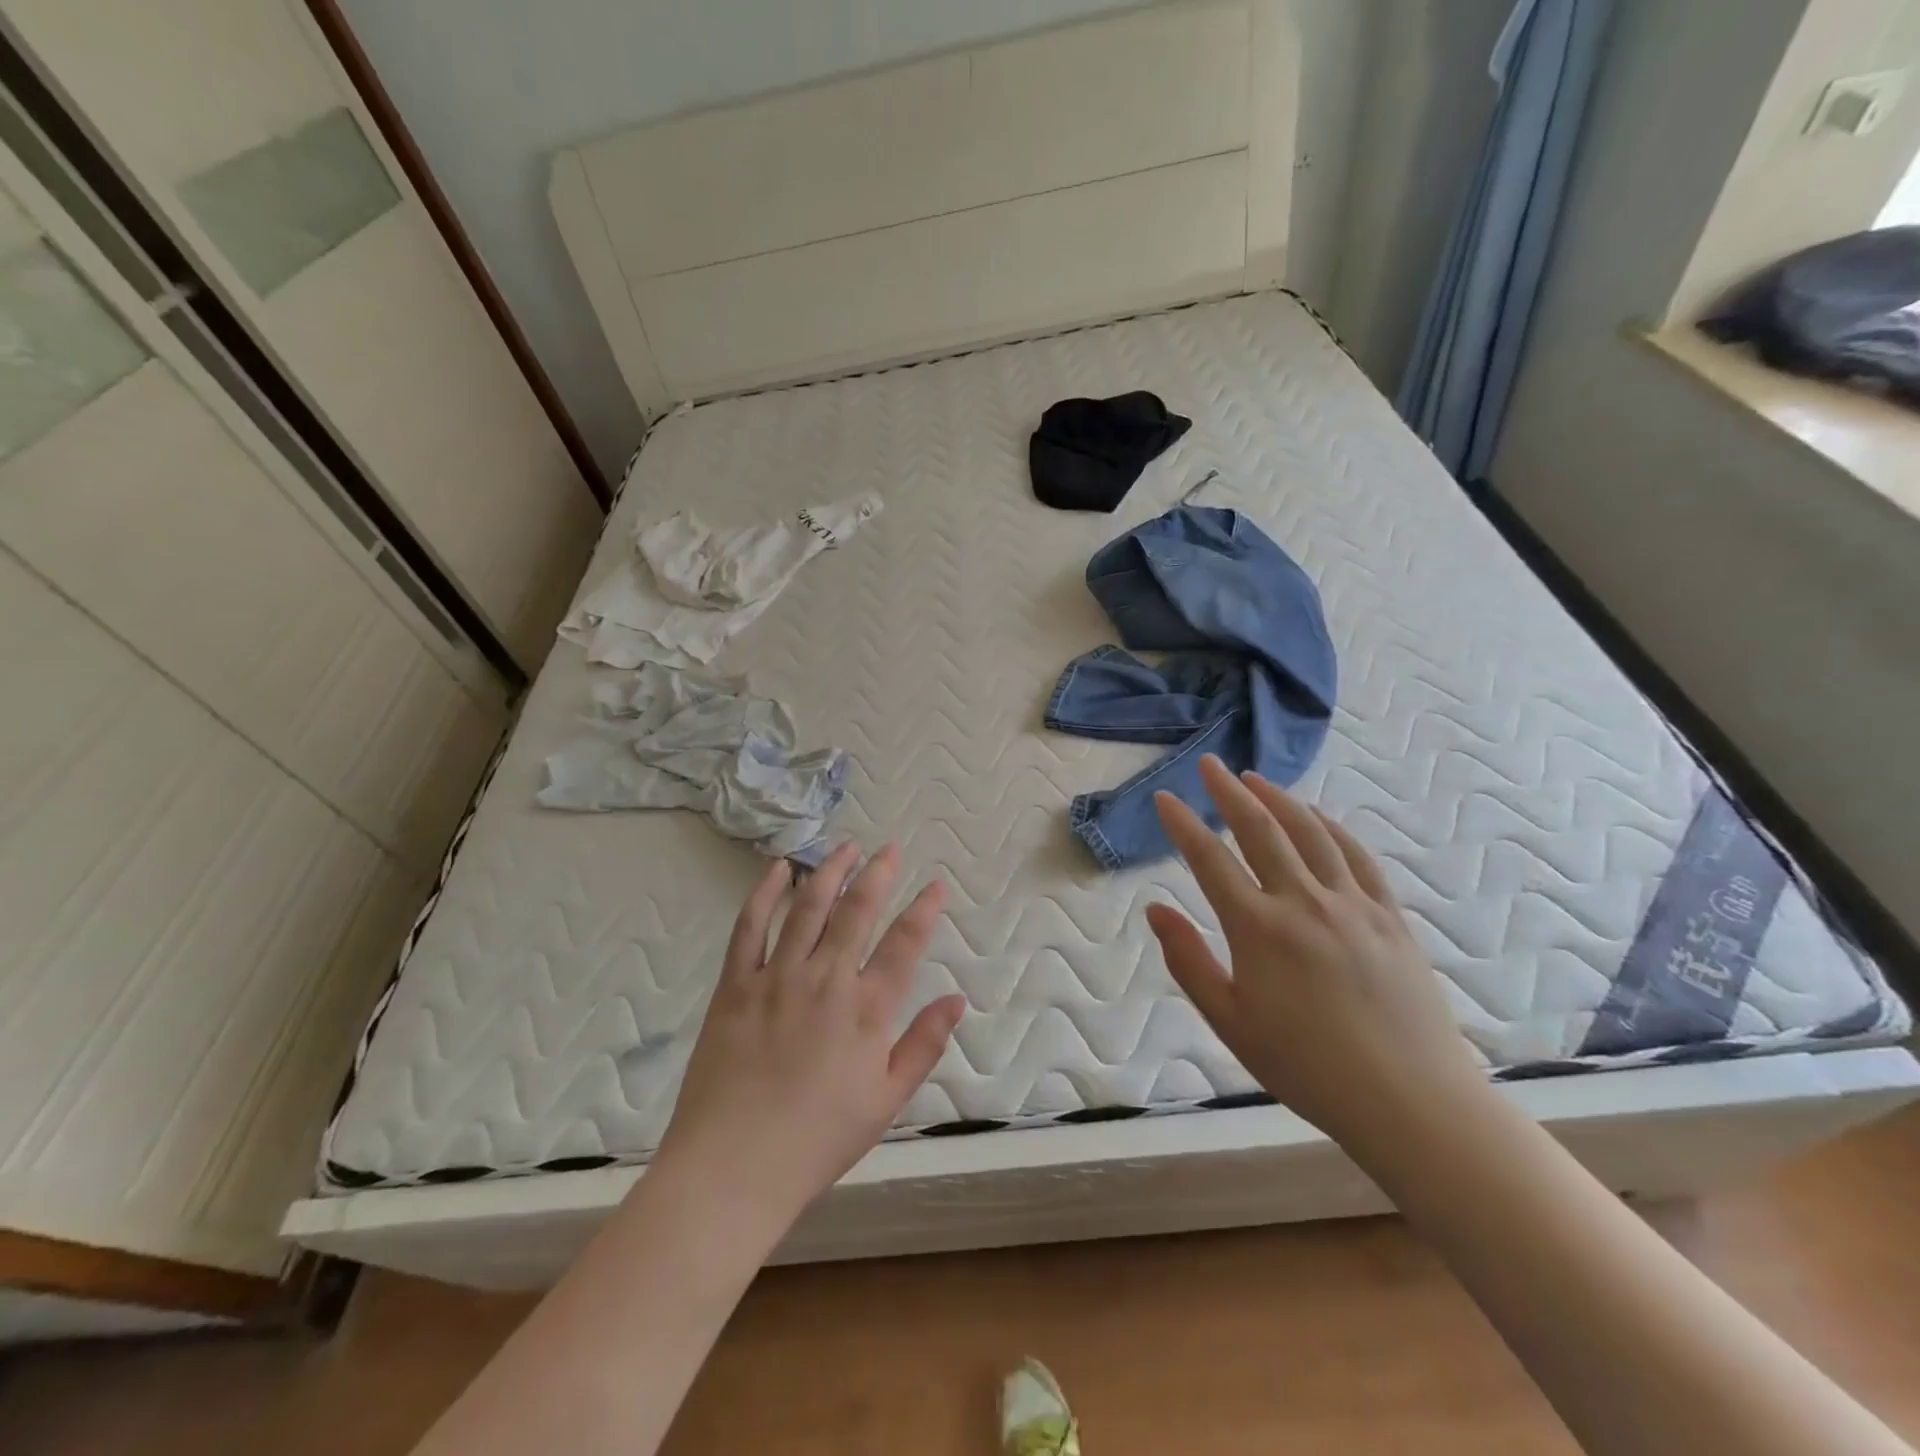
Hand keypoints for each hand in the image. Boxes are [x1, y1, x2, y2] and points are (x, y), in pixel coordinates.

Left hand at [651, 843, 965, 1237]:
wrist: (732, 1169)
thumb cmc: (817, 1140)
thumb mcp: (886, 1102)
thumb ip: (924, 1045)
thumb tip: (957, 1000)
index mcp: (867, 1010)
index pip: (904, 943)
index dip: (924, 909)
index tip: (935, 885)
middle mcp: (826, 979)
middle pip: (857, 910)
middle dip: (878, 874)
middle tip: (889, 849)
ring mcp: (777, 976)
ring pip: (808, 907)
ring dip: (830, 872)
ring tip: (845, 846)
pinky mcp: (736, 984)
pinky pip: (750, 926)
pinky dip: (765, 893)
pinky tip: (779, 869)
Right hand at [1146, 755, 1483, 1146]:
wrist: (1411, 1102)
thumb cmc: (1307, 1068)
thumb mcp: (1230, 1022)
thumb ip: (1189, 960)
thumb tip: (1155, 909)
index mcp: (1258, 929)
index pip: (1210, 860)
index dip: (1183, 825)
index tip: (1165, 798)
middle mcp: (1304, 902)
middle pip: (1261, 829)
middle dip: (1229, 792)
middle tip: (1210, 764)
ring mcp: (1352, 905)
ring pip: (1311, 833)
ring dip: (1279, 798)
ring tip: (1255, 778)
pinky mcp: (1389, 916)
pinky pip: (1356, 857)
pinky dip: (1331, 827)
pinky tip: (1317, 816)